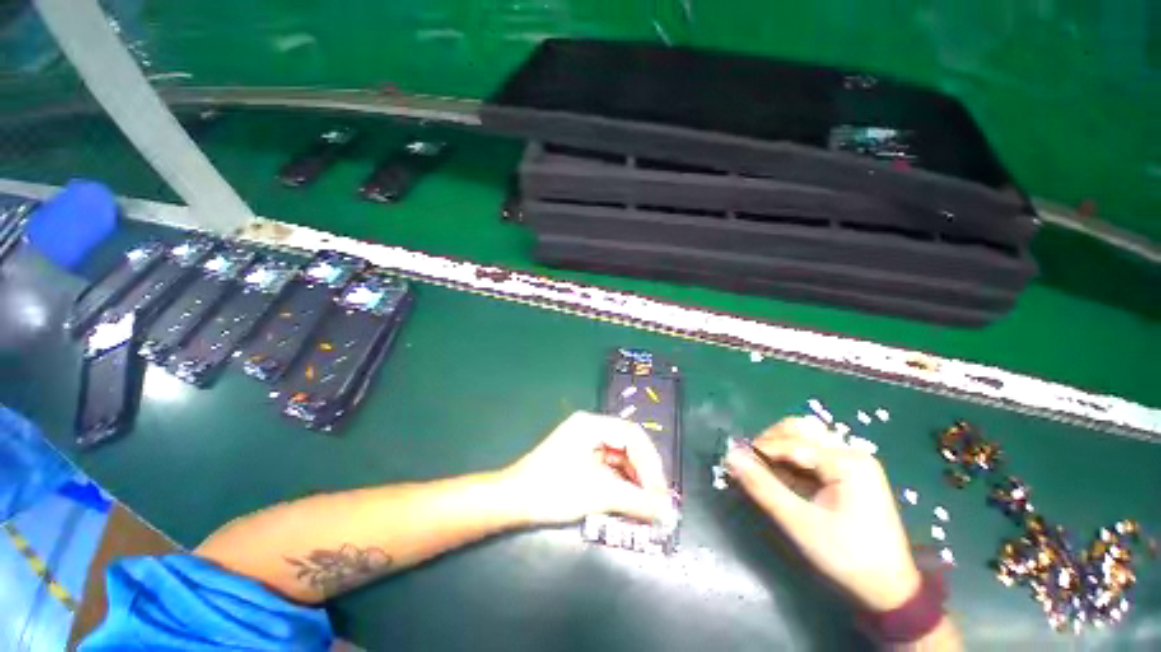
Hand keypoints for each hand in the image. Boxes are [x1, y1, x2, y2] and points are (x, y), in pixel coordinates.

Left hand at [500, 411, 674, 525]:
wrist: (512, 500)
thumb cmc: (553, 489)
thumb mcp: (597, 492)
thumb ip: (635, 500)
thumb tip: (667, 511)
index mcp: (592, 424)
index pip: (632, 435)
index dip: (650, 463)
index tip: (661, 492)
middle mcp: (590, 428)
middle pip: (627, 444)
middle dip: (644, 472)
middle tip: (657, 500)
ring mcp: (584, 442)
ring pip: (619, 457)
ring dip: (634, 479)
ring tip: (645, 504)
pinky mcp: (581, 458)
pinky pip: (608, 466)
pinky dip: (620, 482)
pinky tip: (628, 500)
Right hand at [726, 417, 920, 612]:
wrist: (889, 588)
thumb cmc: (847, 556)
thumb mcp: (800, 523)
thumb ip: (763, 487)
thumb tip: (730, 456)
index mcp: (846, 462)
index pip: (791, 441)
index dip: (759, 449)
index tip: (735, 462)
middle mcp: (850, 452)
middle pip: (800, 429)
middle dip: (770, 442)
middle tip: (752, 463)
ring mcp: (851, 461)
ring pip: (804, 437)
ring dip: (779, 447)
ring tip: (764, 469)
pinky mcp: (848, 471)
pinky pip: (811, 453)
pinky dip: (791, 459)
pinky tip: (781, 476)